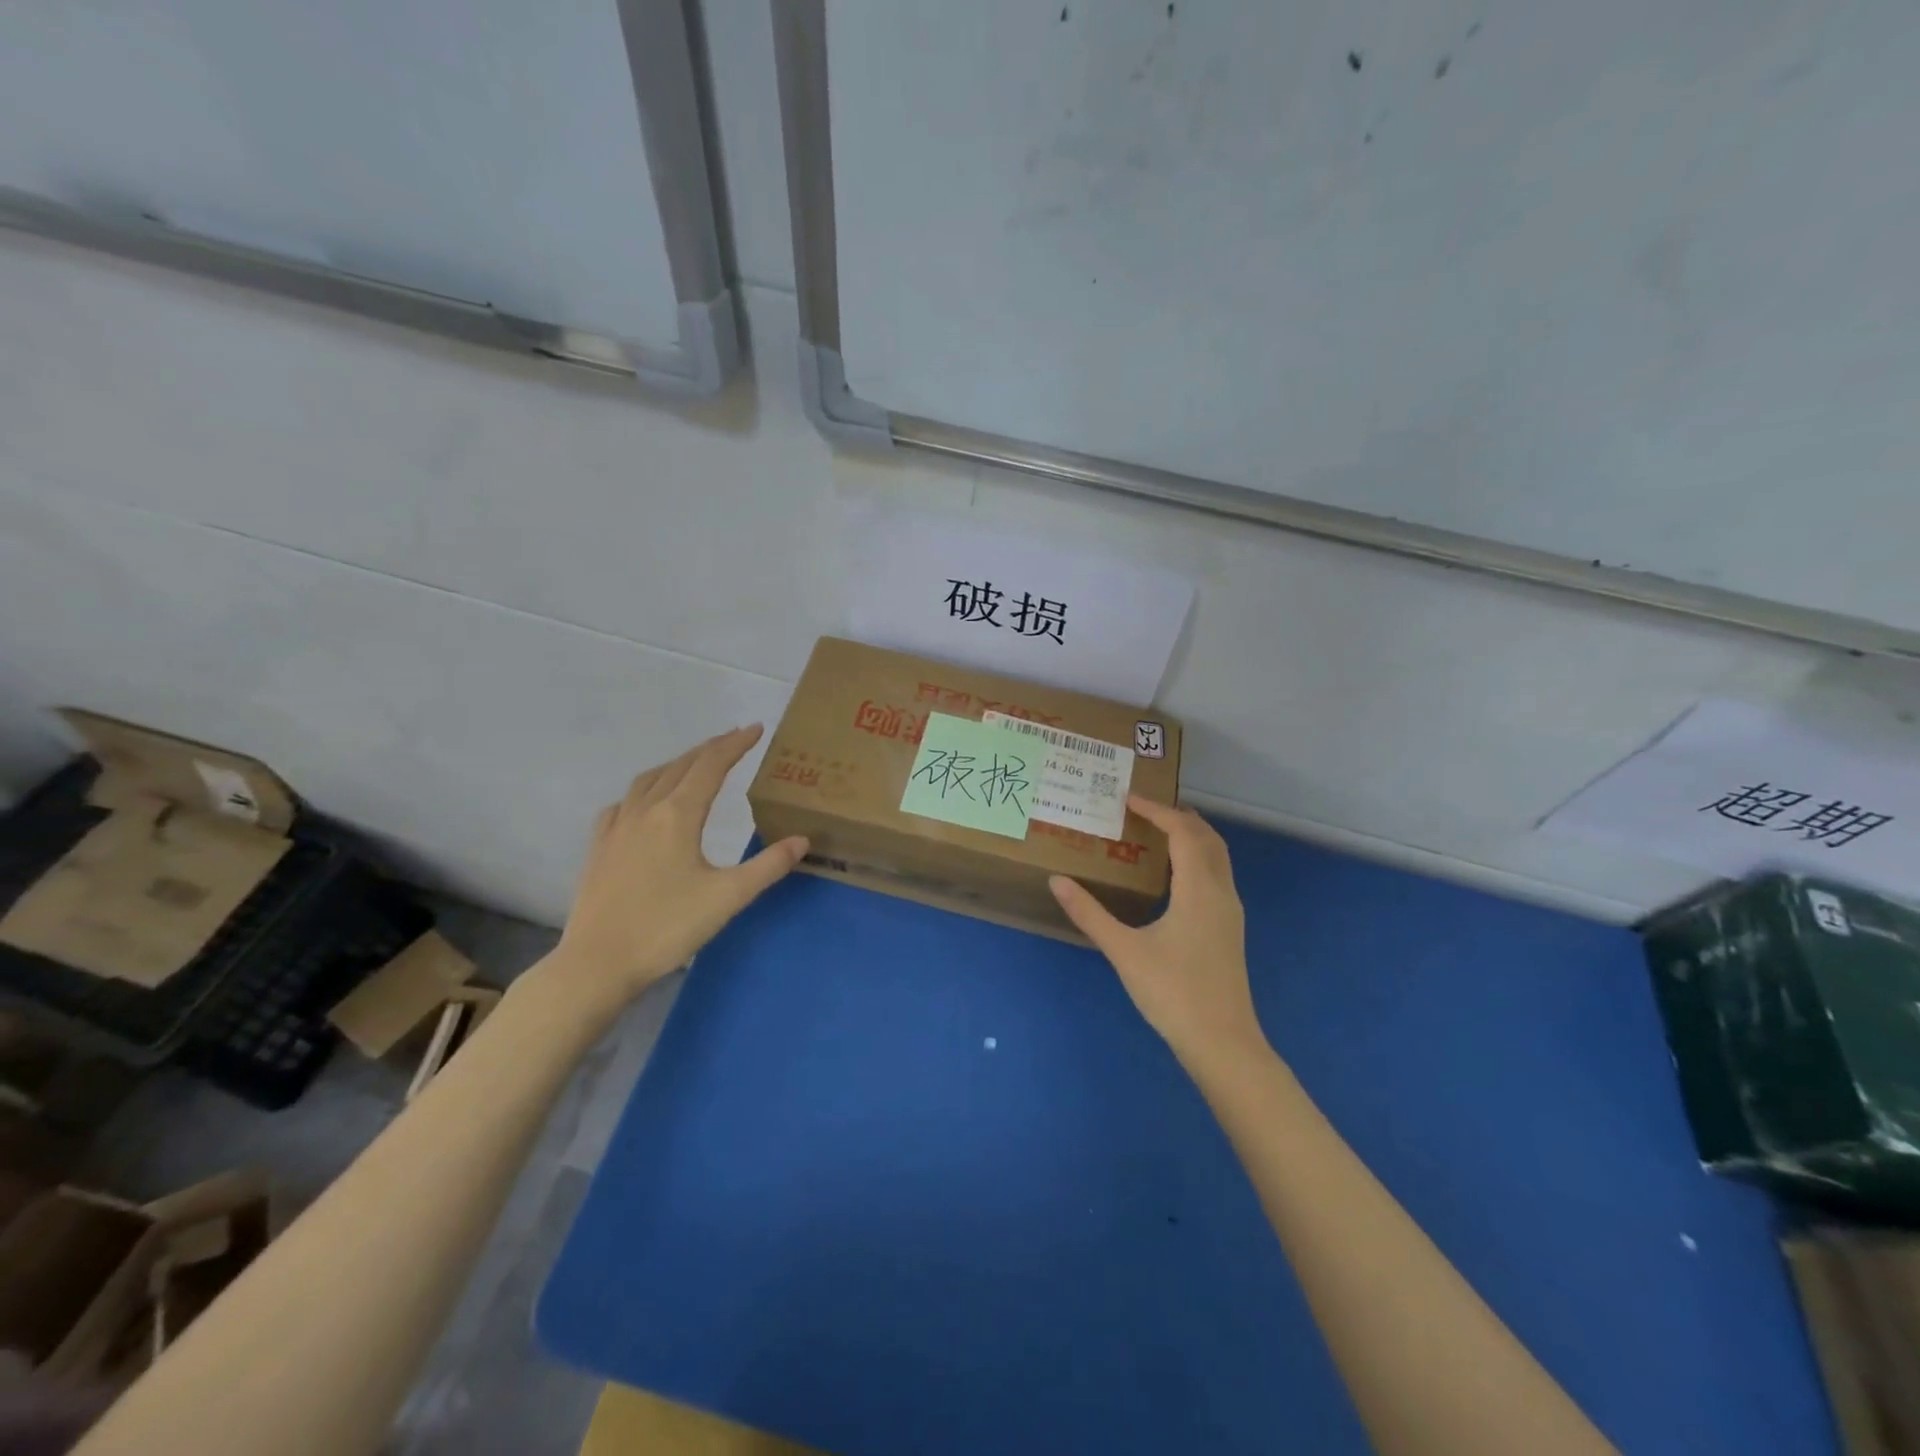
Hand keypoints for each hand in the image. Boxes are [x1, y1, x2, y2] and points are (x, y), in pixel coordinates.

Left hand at [545, 726, 807, 1014]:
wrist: (597, 963)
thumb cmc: (667, 927)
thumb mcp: (728, 897)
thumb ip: (768, 866)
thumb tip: (802, 840)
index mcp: (678, 815)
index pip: (711, 766)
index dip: (735, 744)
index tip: (755, 729)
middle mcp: (645, 810)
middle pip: (680, 766)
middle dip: (710, 749)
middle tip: (734, 739)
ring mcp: (617, 827)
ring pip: (649, 779)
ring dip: (676, 764)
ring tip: (695, 762)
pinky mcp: (599, 847)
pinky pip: (623, 803)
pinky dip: (643, 790)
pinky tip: (644, 803)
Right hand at [1049, 797, 1264, 1067]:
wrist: (1223, 1043)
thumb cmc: (1174, 993)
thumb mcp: (1124, 951)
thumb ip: (1090, 913)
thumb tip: (1057, 880)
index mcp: (1199, 889)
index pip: (1183, 832)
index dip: (1157, 810)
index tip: (1128, 798)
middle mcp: (1221, 892)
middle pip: (1208, 837)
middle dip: (1178, 816)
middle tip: (1143, 809)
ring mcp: (1230, 912)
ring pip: (1217, 857)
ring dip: (1191, 837)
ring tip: (1156, 833)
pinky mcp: (1229, 929)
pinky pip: (1216, 875)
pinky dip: (1197, 858)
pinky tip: (1172, 877)